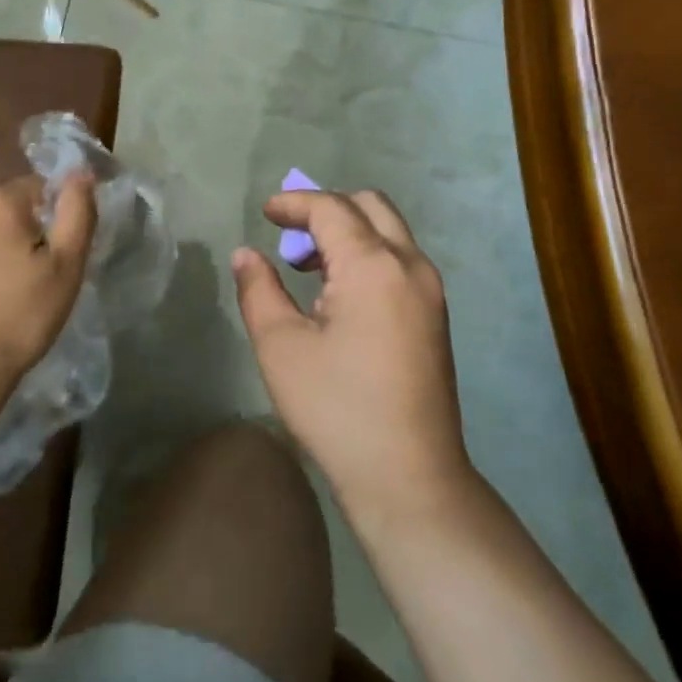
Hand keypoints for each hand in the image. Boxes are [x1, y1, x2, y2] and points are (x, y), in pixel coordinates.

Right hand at [232, 190, 473, 523]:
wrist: (410, 478)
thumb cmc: (337, 409)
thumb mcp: (281, 347)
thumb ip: (259, 290)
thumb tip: (246, 255)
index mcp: (373, 265)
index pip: (331, 208)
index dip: (295, 203)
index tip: (266, 213)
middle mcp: (409, 265)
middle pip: (370, 205)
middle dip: (326, 208)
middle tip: (291, 235)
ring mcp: (430, 290)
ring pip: (389, 232)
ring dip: (349, 232)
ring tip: (310, 268)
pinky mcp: (435, 315)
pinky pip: (400, 260)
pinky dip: (368, 254)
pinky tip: (340, 294)